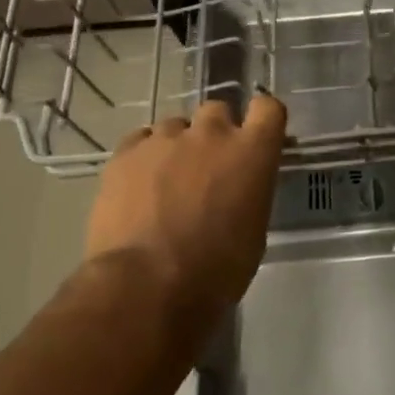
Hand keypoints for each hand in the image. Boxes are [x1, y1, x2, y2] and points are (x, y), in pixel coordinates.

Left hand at [84, 95, 286, 320]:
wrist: (146, 286)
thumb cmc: (216, 270)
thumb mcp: (254, 232)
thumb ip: (249, 193)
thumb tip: (236, 190)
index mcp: (253, 152)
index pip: (268, 108)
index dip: (262, 119)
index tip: (257, 137)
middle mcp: (212, 133)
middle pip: (218, 111)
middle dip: (215, 133)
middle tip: (208, 168)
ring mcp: (165, 139)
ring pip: (175, 126)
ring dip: (177, 146)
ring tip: (166, 183)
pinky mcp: (126, 152)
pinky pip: (141, 140)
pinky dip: (144, 157)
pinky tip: (139, 186)